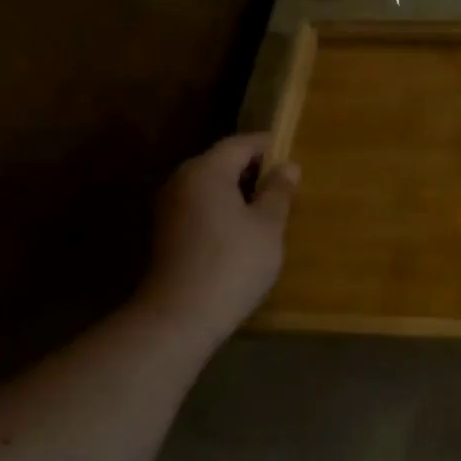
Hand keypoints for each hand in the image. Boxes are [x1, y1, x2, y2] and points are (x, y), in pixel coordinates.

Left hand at [138, 133, 299, 339]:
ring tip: (269, 209)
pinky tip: (243, 230)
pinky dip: (223, 209)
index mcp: (207, 170)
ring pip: (211, 186)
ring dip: (239, 191)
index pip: (241, 144)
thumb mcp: (268, 226)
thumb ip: (278, 191)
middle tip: (286, 185)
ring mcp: (170, 206)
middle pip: (222, 162)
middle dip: (254, 169)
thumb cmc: (233, 263)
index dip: (269, 147)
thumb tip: (288, 166)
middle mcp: (182, 180)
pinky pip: (201, 206)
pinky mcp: (167, 231)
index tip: (293, 156)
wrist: (180, 316)